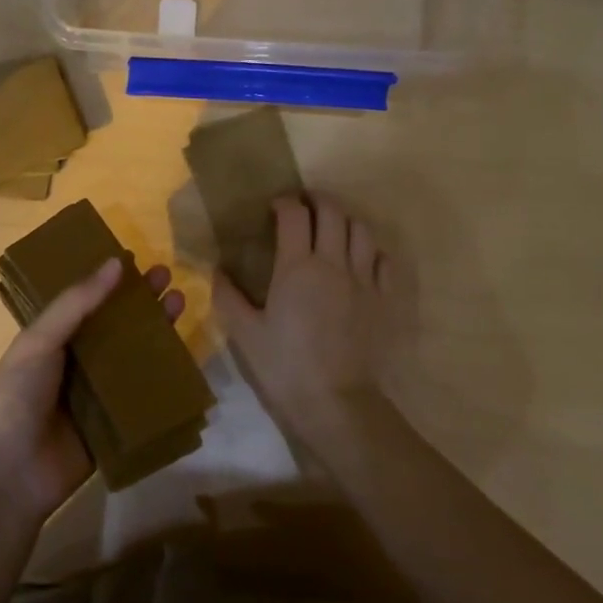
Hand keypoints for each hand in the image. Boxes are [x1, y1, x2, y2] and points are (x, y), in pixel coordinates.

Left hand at [0, 256, 185, 520]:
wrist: (7, 477)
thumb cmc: (14, 398)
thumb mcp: (38, 341)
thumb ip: (76, 304)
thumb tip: (116, 262)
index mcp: (50, 340)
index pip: (86, 302)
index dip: (110, 281)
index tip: (138, 259)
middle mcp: (75, 363)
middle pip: (115, 327)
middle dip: (140, 302)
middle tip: (167, 278)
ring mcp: (95, 396)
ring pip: (132, 358)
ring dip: (155, 333)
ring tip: (179, 304)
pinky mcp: (113, 427)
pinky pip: (142, 399)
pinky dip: (162, 380)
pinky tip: (185, 359)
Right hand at [214, 193, 388, 442]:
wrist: (336, 402)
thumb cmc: (285, 367)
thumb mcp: (245, 334)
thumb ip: (228, 297)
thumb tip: (217, 270)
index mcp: (297, 267)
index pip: (294, 215)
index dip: (285, 202)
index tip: (275, 206)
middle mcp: (333, 263)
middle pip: (332, 212)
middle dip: (318, 200)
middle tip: (305, 206)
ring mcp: (364, 280)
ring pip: (361, 230)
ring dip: (345, 220)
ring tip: (333, 228)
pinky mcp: (385, 299)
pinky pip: (384, 260)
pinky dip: (371, 250)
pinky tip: (361, 259)